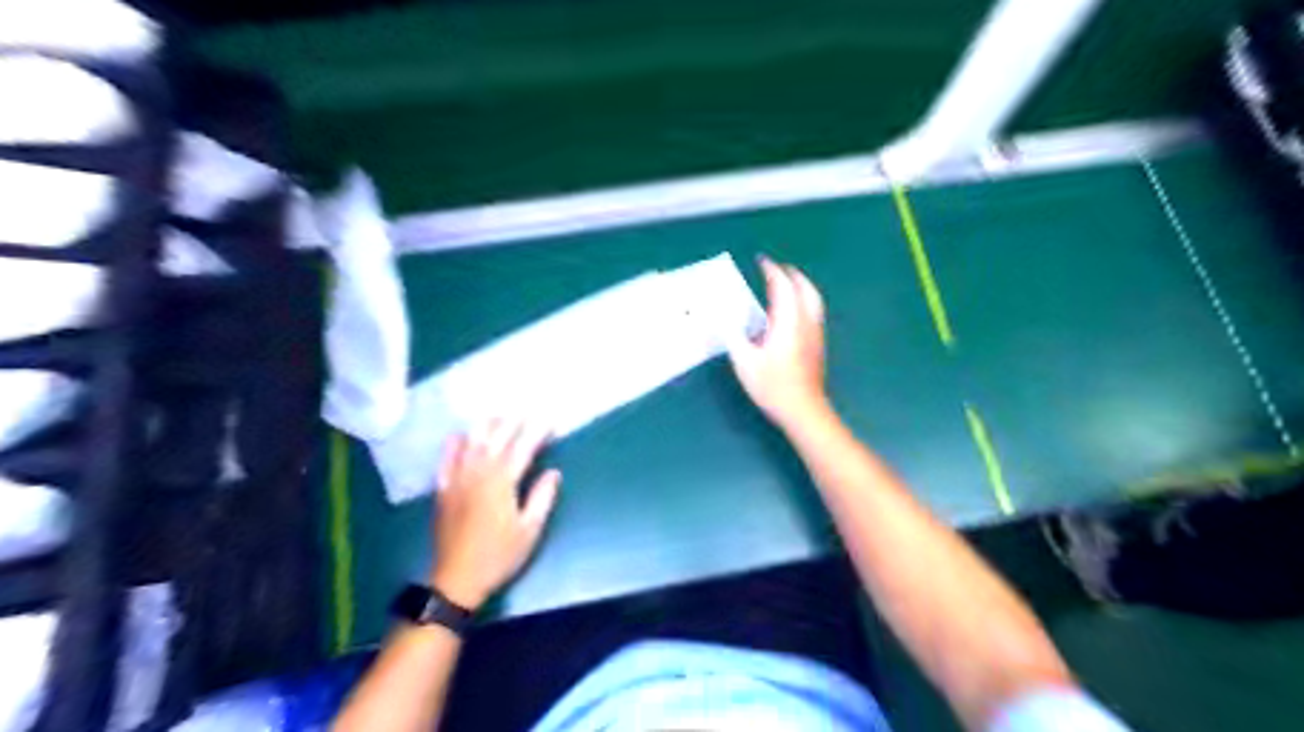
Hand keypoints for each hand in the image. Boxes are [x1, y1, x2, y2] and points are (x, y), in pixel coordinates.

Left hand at [431, 421, 557, 609]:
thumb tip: (553, 473)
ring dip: (485, 427)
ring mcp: (458, 480)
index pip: (523, 448)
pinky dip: (452, 446)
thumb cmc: (499, 556)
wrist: (457, 579)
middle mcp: (479, 474)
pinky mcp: (443, 491)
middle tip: (526, 409)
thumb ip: (542, 498)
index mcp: (502, 482)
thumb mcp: (530, 530)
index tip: (549, 419)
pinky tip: (457, 435)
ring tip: (496, 414)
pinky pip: (446, 461)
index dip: (537, 432)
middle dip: (513, 422)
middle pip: (496, 439)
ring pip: (471, 444)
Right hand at [730, 258, 827, 429]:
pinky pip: (813, 312)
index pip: (783, 286)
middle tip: (777, 269)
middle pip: (806, 288)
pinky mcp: (817, 345)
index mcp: (788, 322)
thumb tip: (719, 317)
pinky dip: (804, 301)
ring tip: (787, 285)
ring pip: (814, 300)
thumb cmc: (773, 386)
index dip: (772, 270)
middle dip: (792, 275)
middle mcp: (806, 322)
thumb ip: (732, 336)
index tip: (762, 261)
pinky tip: (792, 312)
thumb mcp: (744, 362)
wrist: (803, 410)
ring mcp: (815, 334)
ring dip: (801, 287)